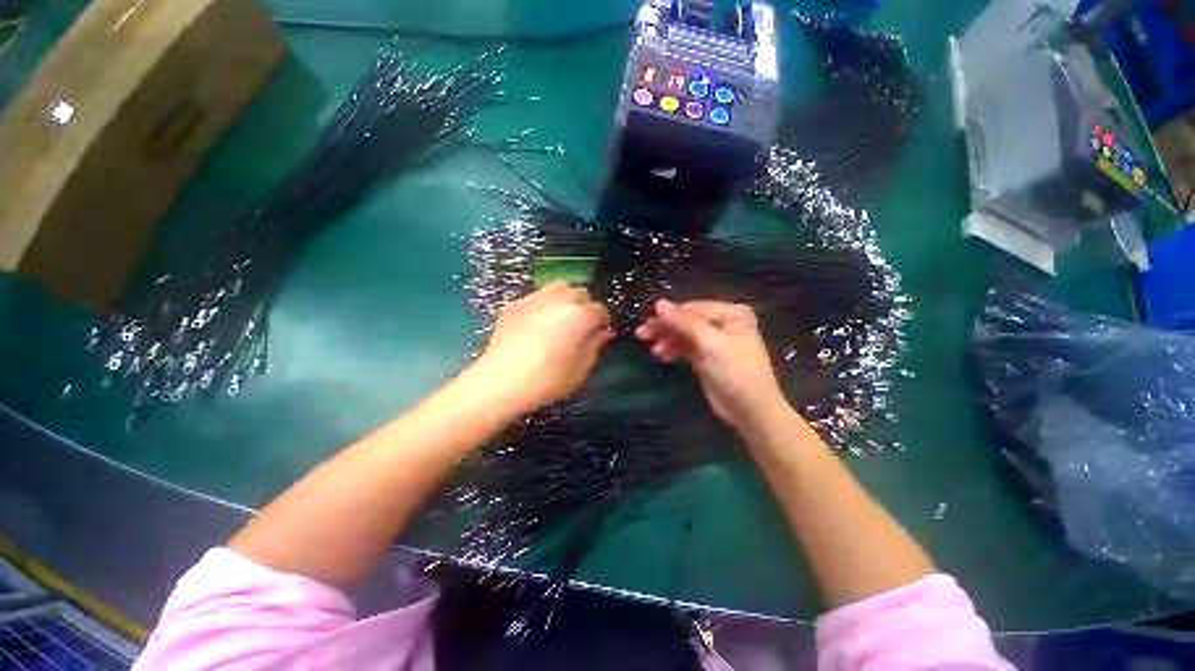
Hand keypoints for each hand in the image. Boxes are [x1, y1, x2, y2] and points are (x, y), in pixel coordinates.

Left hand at [472, 281, 613, 415]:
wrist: (499, 382)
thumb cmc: (546, 381)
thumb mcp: (579, 370)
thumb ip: (595, 346)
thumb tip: (603, 332)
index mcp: (579, 316)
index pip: (600, 309)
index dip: (603, 320)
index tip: (600, 332)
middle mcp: (559, 300)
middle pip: (580, 292)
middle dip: (585, 306)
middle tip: (581, 326)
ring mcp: (534, 299)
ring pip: (558, 287)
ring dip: (565, 298)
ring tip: (560, 318)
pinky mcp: (515, 304)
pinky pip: (536, 296)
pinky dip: (543, 304)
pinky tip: (537, 323)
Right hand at [635, 299, 787, 430]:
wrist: (750, 410)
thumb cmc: (735, 371)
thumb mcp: (710, 343)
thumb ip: (684, 322)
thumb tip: (659, 303)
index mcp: (731, 313)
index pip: (693, 309)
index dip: (670, 314)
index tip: (646, 320)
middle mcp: (723, 323)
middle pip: (687, 321)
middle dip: (665, 328)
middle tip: (641, 333)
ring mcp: (714, 340)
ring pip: (684, 335)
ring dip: (667, 340)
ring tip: (652, 350)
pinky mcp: (706, 357)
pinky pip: (685, 348)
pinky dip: (673, 350)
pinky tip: (660, 355)